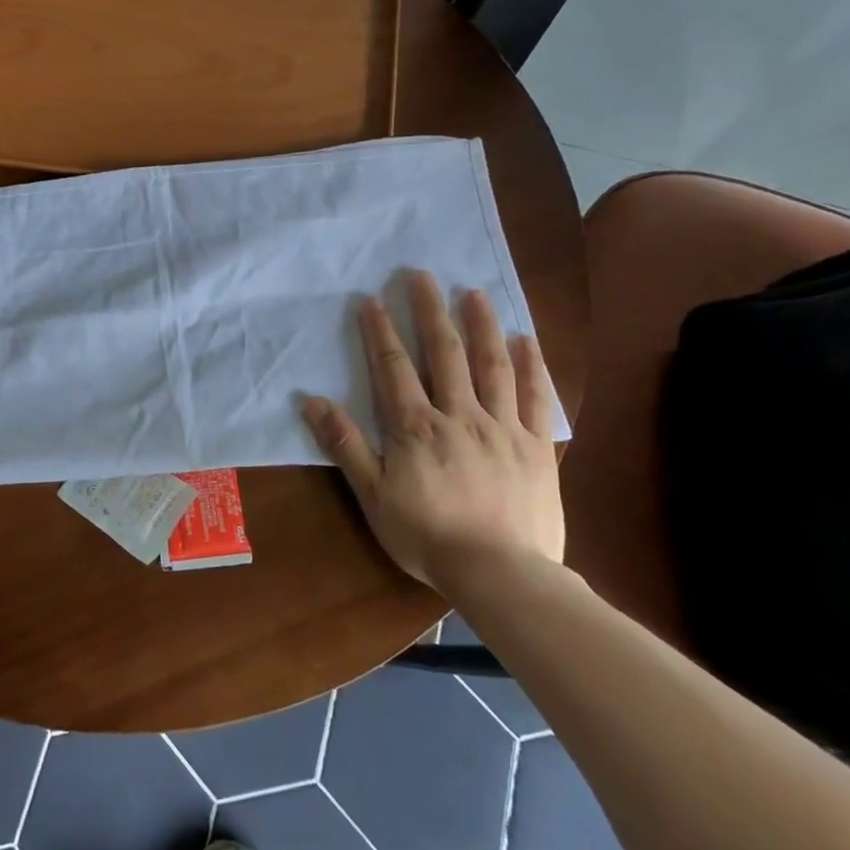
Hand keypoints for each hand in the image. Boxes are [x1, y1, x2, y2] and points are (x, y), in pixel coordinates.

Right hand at [301, 271, 562, 596]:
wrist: (500, 573)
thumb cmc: (426, 536)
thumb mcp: (371, 495)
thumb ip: (345, 444)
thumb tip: (312, 401)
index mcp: (416, 427)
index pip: (393, 368)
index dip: (380, 332)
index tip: (371, 299)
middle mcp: (459, 415)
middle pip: (444, 354)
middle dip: (430, 312)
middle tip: (423, 275)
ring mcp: (503, 428)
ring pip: (492, 366)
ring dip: (481, 325)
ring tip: (473, 293)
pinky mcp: (537, 446)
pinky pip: (536, 399)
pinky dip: (531, 366)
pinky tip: (525, 340)